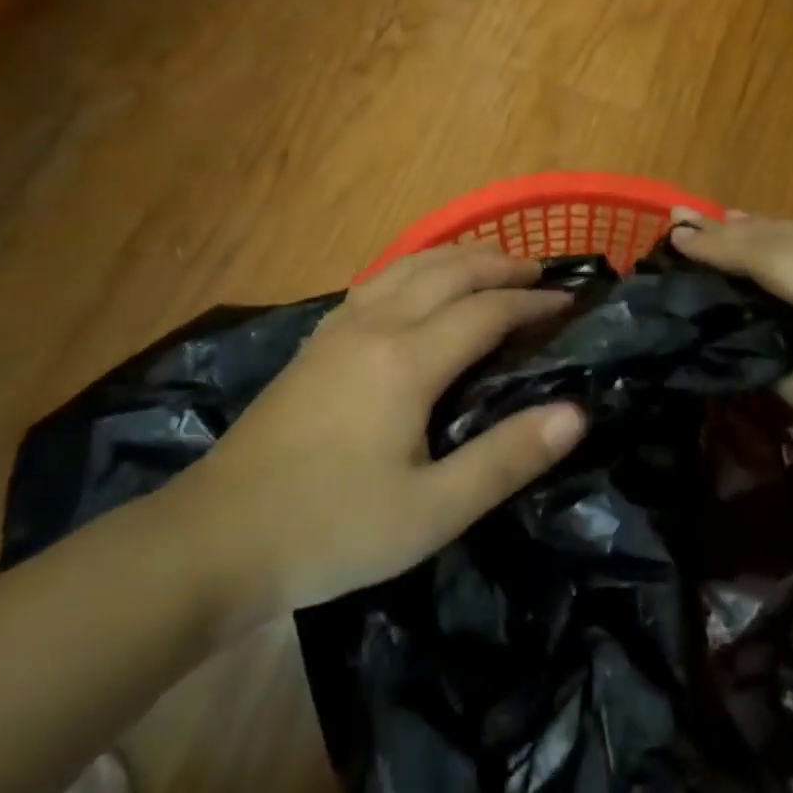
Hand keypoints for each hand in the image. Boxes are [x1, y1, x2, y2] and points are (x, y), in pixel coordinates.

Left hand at [173, 245, 586, 619]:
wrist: (216, 536)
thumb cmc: (332, 528)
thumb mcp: (431, 512)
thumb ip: (506, 459)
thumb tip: (576, 412)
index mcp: (407, 360)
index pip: (485, 311)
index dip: (530, 301)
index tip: (568, 302)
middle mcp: (375, 325)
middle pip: (447, 272)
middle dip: (498, 264)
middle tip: (538, 270)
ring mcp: (339, 328)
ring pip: (408, 266)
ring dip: (456, 256)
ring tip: (489, 260)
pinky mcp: (316, 341)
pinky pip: (378, 280)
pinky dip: (415, 267)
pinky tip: (416, 283)